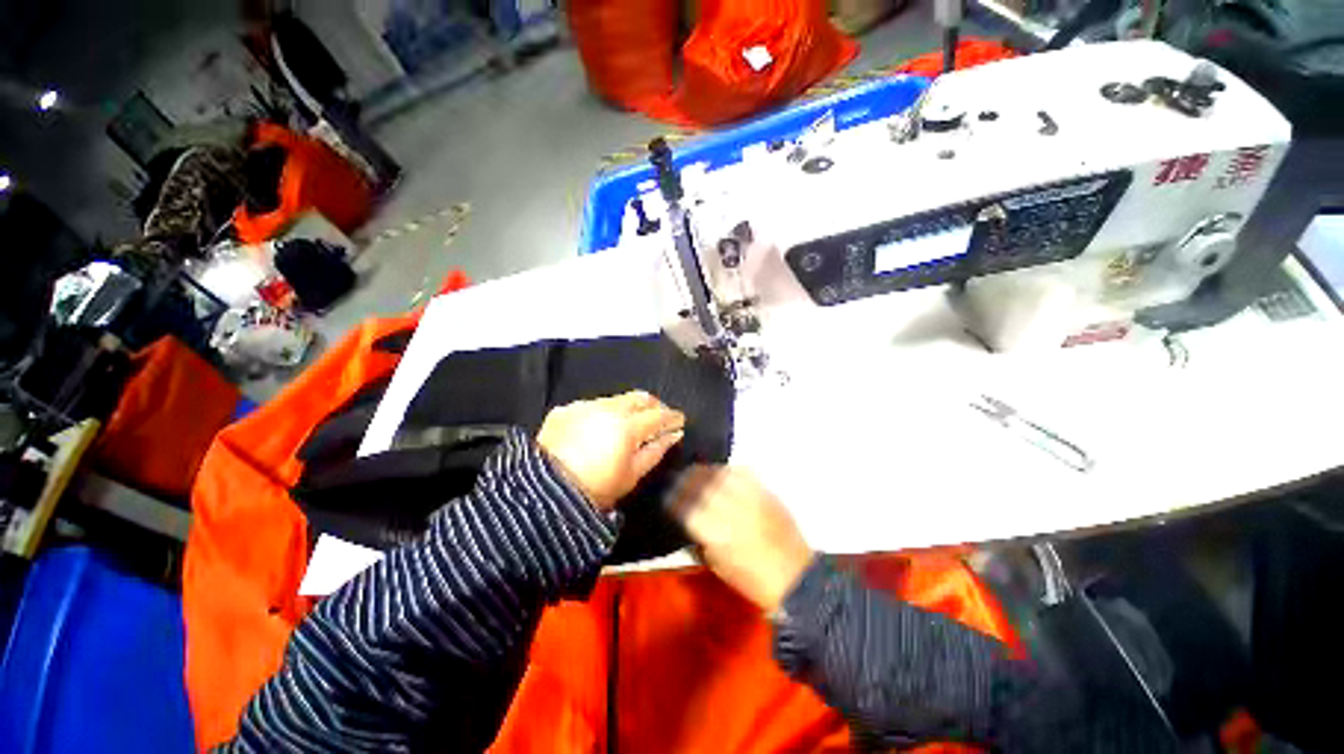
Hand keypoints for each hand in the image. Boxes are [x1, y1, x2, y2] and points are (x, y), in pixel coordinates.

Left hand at [537, 391, 684, 511]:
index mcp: (627, 426)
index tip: (679, 420)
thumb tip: (674, 434)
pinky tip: (600, 427)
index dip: (672, 416)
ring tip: (630, 422)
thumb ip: (656, 450)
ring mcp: (585, 406)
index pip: (658, 414)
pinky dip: (603, 412)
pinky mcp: (566, 409)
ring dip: (628, 407)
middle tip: (659, 417)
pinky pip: (593, 405)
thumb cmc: (597, 488)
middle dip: (653, 405)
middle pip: (639, 397)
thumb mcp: (632, 474)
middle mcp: (607, 408)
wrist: (545, 492)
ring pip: (616, 398)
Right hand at [668, 466, 813, 611]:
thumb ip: (700, 539)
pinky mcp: (766, 493)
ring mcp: (751, 498)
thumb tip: (688, 518)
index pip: (687, 508)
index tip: (667, 495)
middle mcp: (732, 510)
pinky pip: (743, 472)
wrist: (795, 577)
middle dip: (686, 480)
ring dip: (705, 471)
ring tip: (697, 471)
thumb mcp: (718, 566)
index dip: (674, 499)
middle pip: (702, 486)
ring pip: (721, 474)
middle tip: (678, 478)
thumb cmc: (752, 580)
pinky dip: (729, 469)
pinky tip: (722, 471)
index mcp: (717, 534)